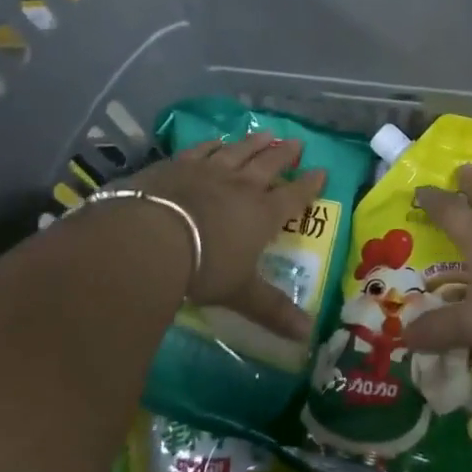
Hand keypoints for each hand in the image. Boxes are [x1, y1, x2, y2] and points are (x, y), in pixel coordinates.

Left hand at [127, 135, 326, 342]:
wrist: (150, 237)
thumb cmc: (202, 267)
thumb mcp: (240, 293)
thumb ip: (272, 310)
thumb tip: (308, 336)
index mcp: (262, 214)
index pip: (294, 197)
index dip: (309, 185)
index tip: (322, 172)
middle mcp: (241, 186)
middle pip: (269, 165)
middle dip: (285, 155)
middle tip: (297, 143)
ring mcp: (209, 171)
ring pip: (238, 151)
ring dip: (254, 143)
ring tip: (266, 135)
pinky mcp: (178, 164)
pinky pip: (203, 149)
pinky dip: (214, 144)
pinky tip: (218, 141)